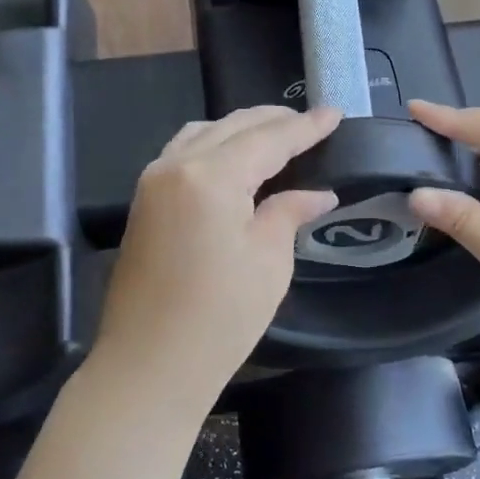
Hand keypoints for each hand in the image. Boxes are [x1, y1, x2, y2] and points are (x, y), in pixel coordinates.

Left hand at [94, 106, 341, 400]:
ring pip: (203, 133)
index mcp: (211, 176)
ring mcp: (153, 182)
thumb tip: (317, 193)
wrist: (149, 365)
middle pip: (232, 127)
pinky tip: (234, 159)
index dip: (305, 127)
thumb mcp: (269, 261)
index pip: (269, 139)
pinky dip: (214, 146)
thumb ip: (289, 212)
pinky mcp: (144, 202)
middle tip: (312, 123)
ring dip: (241, 129)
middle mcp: (176, 165)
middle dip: (274, 121)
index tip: (335, 113)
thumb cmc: (220, 317)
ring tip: (276, 136)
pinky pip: (183, 153)